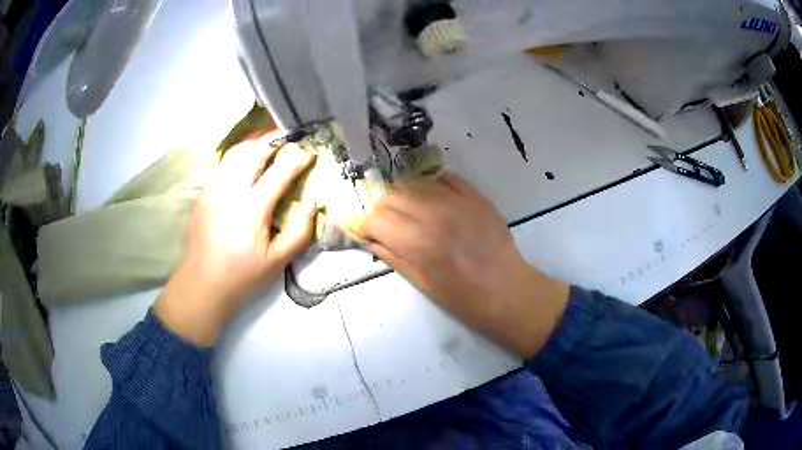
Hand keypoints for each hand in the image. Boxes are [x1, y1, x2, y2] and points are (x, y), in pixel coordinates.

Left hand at [155, 132, 315, 345]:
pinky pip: (221, 163)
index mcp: (252, 210)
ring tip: (269, 136)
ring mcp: (213, 190)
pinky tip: (245, 154)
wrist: (202, 285)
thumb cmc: (243, 276)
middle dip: (274, 139)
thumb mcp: (279, 261)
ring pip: (235, 153)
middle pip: (254, 152)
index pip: (279, 172)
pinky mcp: (203, 193)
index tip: (311, 152)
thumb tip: (312, 202)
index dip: (298, 158)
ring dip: (254, 141)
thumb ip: (300, 230)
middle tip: (290, 134)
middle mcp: (230, 192)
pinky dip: (236, 153)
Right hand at [358, 172, 569, 357]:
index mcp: (419, 243)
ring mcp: (458, 201)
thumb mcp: (423, 285)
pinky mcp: (476, 196)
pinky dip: (432, 186)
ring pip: (415, 183)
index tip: (369, 234)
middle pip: (392, 197)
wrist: (509, 291)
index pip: (376, 218)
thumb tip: (372, 240)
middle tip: (387, 225)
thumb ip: (394, 257)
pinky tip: (433, 200)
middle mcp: (435, 214)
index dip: (366, 226)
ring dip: (405, 197)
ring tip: (410, 213)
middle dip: (382, 211)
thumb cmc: (465, 299)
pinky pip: (446, 178)